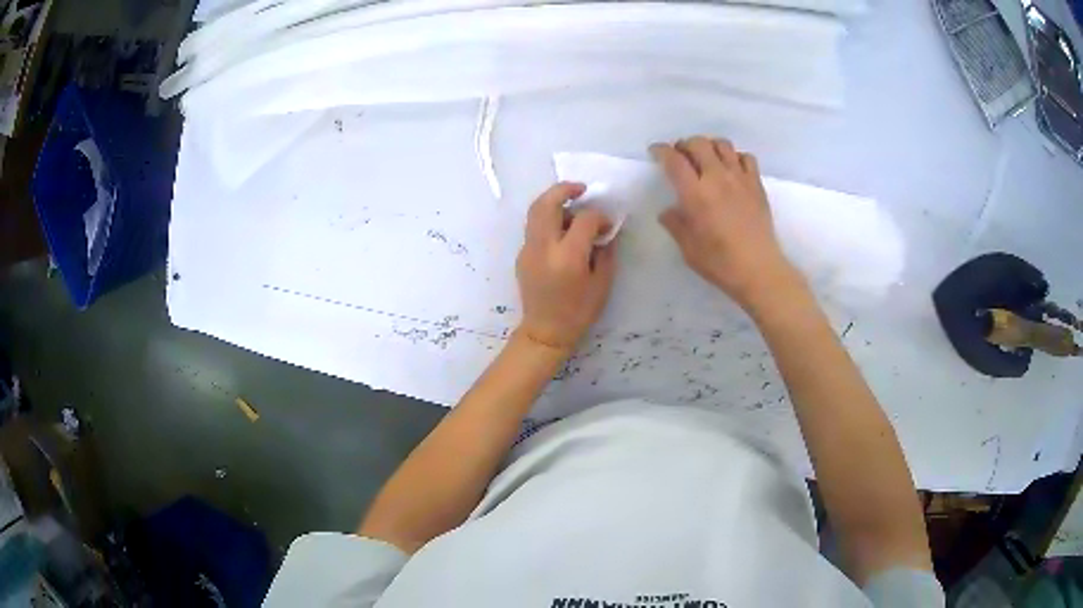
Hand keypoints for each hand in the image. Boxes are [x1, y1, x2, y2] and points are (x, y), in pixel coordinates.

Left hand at [516, 182, 616, 352]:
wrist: (545, 331)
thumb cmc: (579, 312)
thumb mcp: (602, 283)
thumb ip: (605, 251)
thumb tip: (605, 229)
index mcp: (567, 256)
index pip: (584, 220)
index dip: (599, 217)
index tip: (607, 224)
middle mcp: (544, 247)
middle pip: (547, 203)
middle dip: (564, 189)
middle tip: (580, 189)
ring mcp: (528, 250)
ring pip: (535, 212)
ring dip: (553, 202)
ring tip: (571, 208)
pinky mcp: (521, 255)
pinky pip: (534, 228)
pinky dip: (547, 220)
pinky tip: (561, 231)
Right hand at [653, 136, 801, 310]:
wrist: (759, 270)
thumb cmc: (720, 263)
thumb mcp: (688, 248)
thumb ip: (675, 224)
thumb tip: (668, 211)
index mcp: (695, 193)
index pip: (674, 160)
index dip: (661, 151)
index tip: (655, 152)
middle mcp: (717, 178)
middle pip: (698, 143)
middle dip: (684, 144)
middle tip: (680, 155)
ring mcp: (740, 178)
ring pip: (722, 145)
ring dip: (709, 146)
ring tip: (705, 158)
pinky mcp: (756, 184)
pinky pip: (746, 157)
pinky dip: (735, 157)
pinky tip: (731, 169)